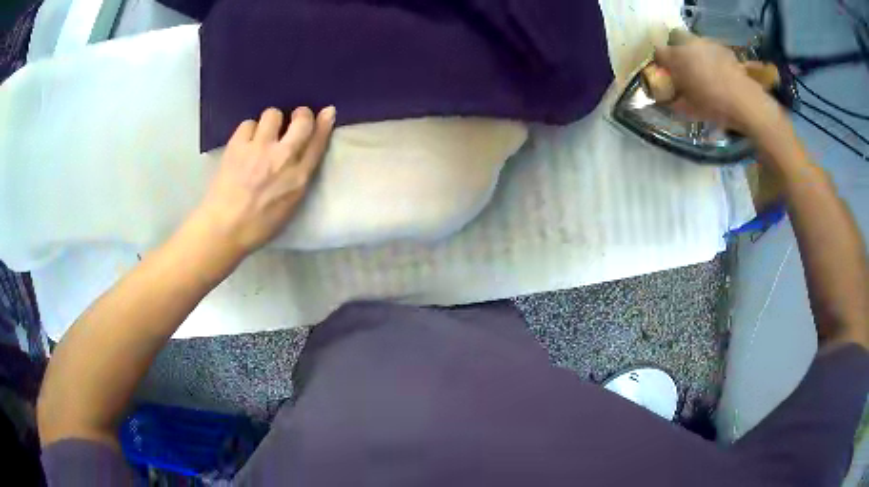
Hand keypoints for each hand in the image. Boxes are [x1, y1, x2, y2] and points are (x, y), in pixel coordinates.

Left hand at [194, 106, 335, 257]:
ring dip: (271, 122)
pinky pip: (248, 124)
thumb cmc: (258, 225)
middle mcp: (283, 157)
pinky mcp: (237, 145)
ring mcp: (259, 148)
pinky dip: (249, 131)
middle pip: (301, 120)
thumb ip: (298, 178)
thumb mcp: (289, 205)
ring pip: (273, 114)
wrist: (224, 228)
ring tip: (263, 134)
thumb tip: (300, 156)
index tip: (327, 112)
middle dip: (300, 114)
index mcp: (299, 178)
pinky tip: (245, 143)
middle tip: (293, 118)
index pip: (318, 142)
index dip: (324, 123)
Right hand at [654, 39, 781, 135]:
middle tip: (684, 73)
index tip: (665, 75)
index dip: (660, 64)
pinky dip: (711, 59)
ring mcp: (707, 43)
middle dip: (678, 55)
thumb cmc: (714, 105)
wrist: (746, 102)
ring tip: (704, 74)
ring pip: (694, 45)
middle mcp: (689, 44)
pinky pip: (711, 51)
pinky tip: (719, 75)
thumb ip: (674, 100)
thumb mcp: (689, 109)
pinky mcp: (723, 48)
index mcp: (676, 57)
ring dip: (695, 56)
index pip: (659, 53)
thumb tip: (666, 99)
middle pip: (676, 43)